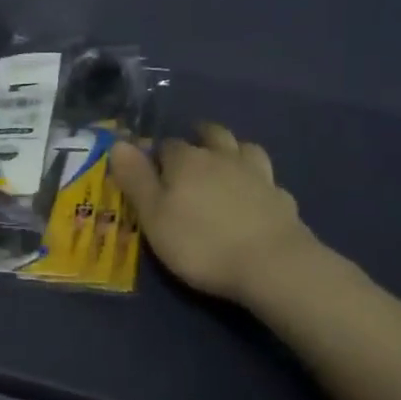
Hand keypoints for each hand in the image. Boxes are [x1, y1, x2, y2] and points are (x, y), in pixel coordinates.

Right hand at [110, 124, 319, 303]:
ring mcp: (257, 175)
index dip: (157, 154)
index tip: (150, 168)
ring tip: (225, 161)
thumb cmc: (200, 242)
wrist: (272, 265)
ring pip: (244, 149)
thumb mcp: (154, 216)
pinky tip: (255, 194)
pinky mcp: (282, 198)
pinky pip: (267, 179)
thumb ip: (135, 179)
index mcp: (187, 160)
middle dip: (199, 137)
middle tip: (191, 149)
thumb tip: (118, 143)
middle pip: (211, 135)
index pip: (167, 145)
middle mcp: (223, 158)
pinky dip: (257, 181)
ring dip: (233, 150)